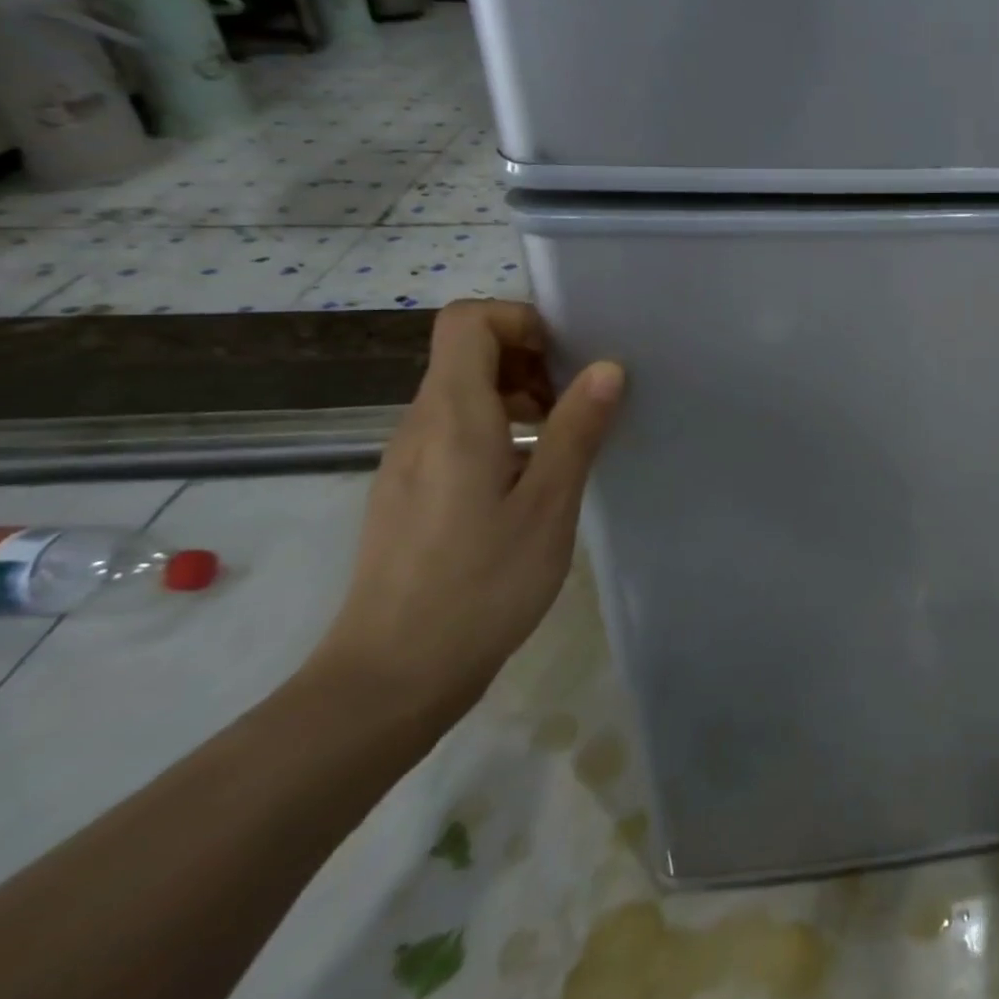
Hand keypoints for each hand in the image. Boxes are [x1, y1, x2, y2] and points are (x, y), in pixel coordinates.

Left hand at [310, 300, 624, 718]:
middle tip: (579, 405)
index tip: (568, 359)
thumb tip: (608, 367)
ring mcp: (408, 459)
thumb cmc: (480, 586)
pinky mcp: (409, 490)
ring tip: (563, 443)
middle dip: (531, 360)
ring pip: (463, 392)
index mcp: (452, 416)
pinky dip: (499, 431)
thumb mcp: (548, 505)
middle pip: (467, 352)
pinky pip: (455, 431)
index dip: (521, 321)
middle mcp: (419, 424)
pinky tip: (530, 481)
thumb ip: (576, 429)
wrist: (391, 678)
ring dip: (519, 397)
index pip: (468, 320)